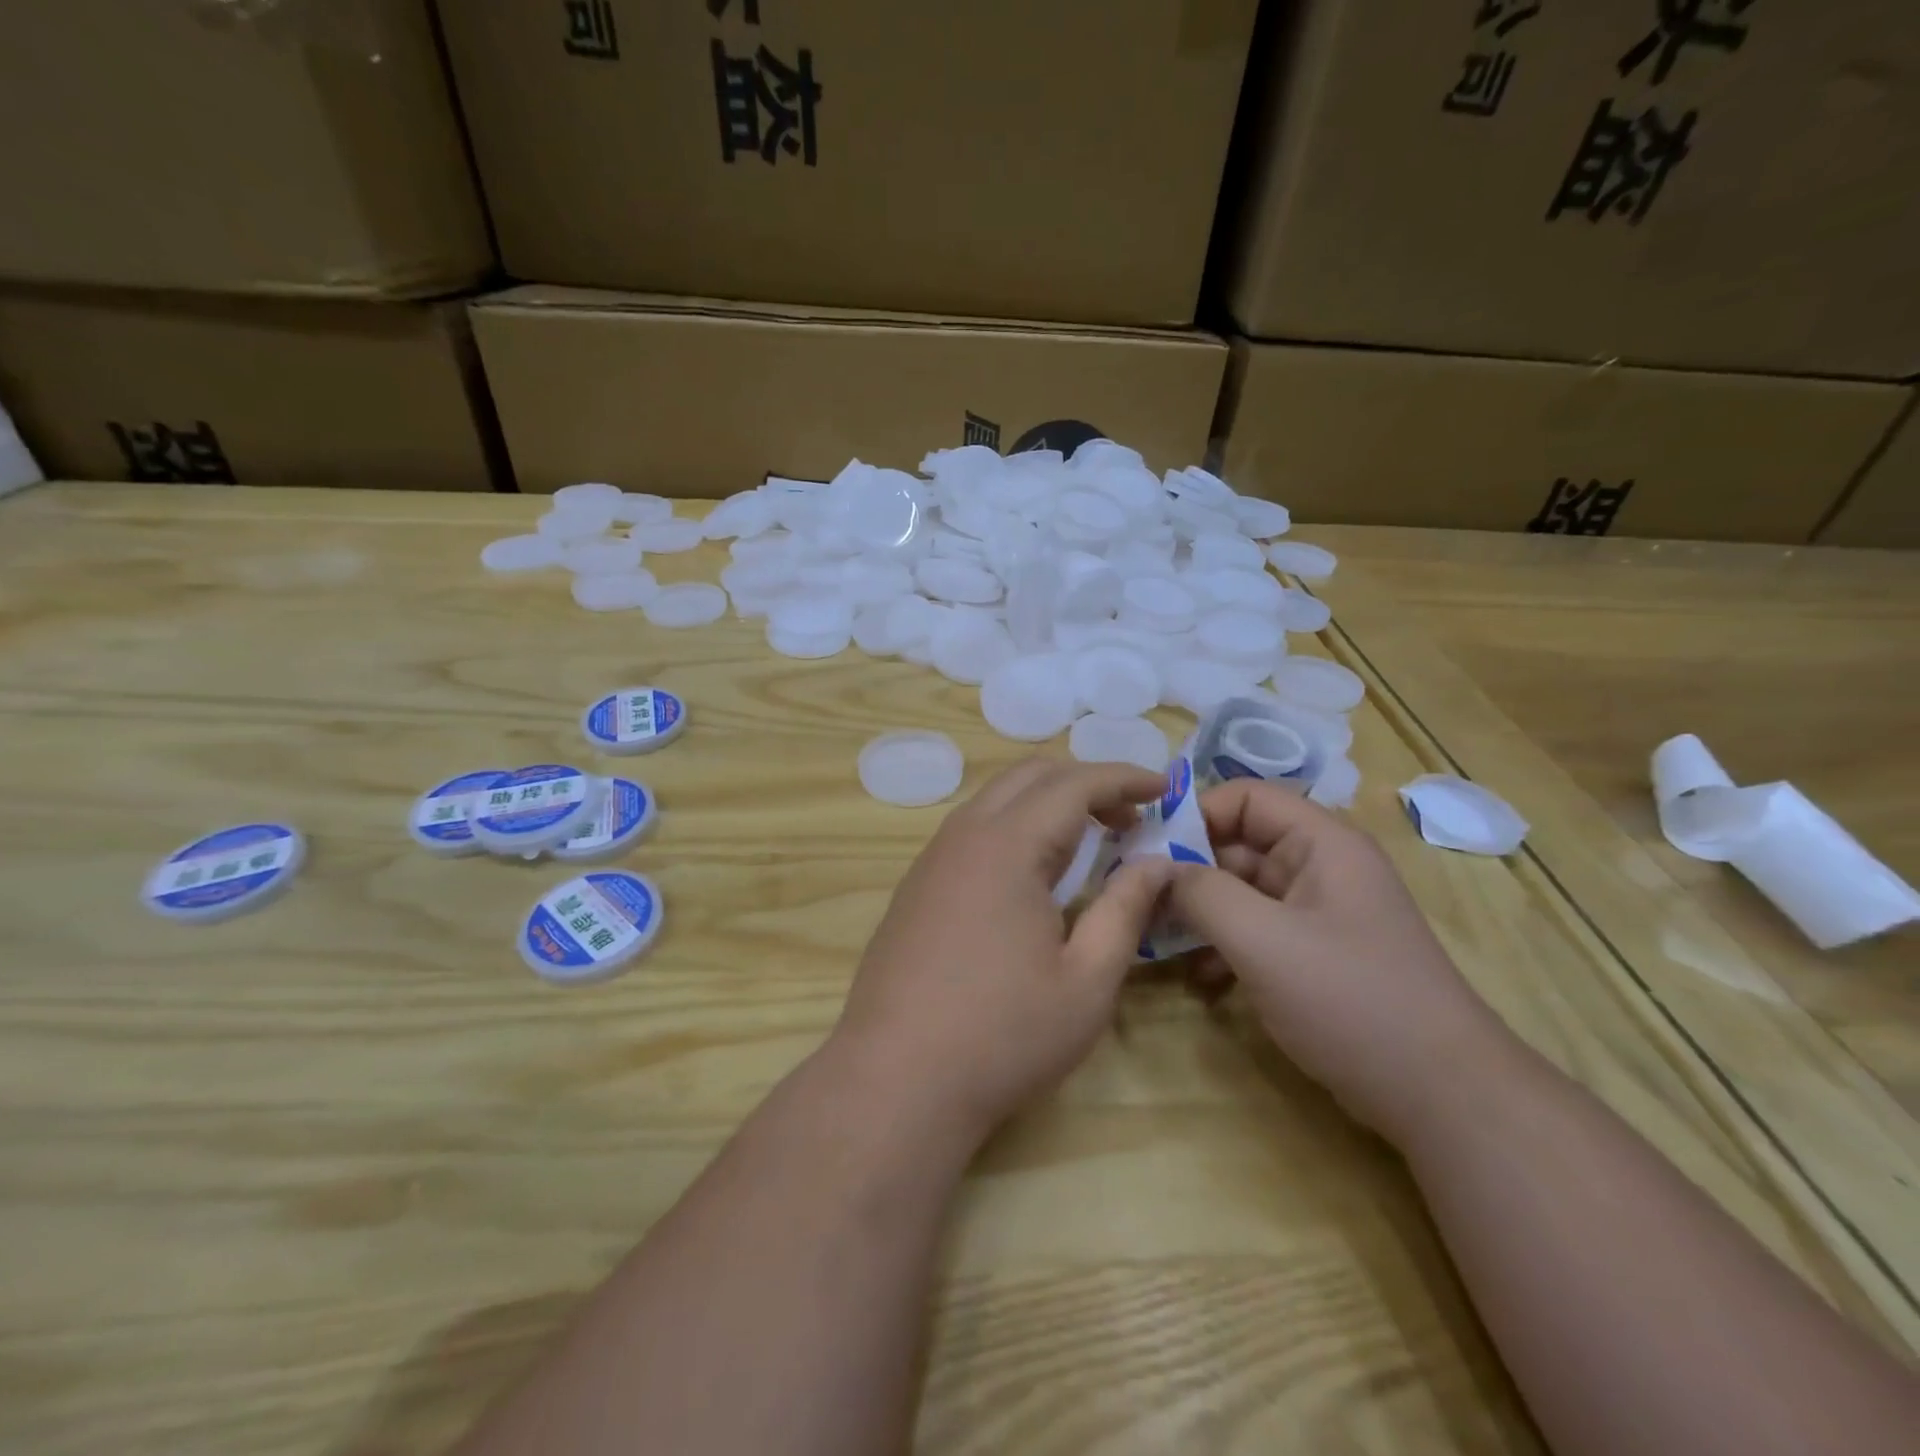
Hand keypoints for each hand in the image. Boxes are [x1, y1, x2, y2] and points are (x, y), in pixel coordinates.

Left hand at [832, 759, 1175, 1146]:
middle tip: (1129, 819)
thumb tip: (1157, 862)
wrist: (895, 1080)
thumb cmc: (1003, 1035)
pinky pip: (972, 830)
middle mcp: (963, 836)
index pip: (1073, 783)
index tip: (1162, 787)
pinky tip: (1033, 875)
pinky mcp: (915, 886)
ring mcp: (931, 859)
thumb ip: (1125, 910)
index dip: (1123, 777)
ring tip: (1089, 842)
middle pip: (1029, 775)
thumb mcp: (1086, 981)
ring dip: (1047, 803)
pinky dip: (1014, 827)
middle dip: (1086, 783)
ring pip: (995, 799)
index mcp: (1007, 846)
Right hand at [1168, 780, 1510, 1142]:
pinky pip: (1256, 932)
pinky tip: (1202, 981)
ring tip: (1158, 943)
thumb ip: (1202, 893)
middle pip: (1238, 845)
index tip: (1147, 850)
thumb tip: (1156, 868)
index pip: (1245, 797)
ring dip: (1200, 914)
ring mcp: (1318, 914)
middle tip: (1138, 901)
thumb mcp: (1263, 941)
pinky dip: (1224, 947)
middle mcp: (1320, 867)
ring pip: (1241, 892)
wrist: (1442, 1097)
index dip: (1195, 814)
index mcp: (1321, 843)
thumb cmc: (1350, 1000)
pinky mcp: (1314, 956)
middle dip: (1187, 871)